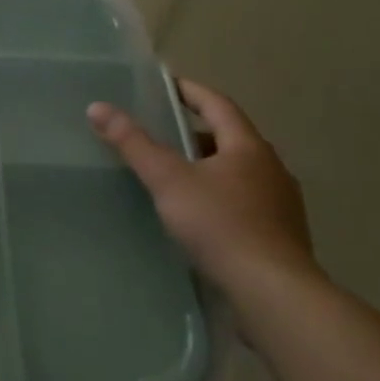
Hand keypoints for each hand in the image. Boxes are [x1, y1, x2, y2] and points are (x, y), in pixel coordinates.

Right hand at [87, 79, 317, 306]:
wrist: (275, 295)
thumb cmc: (221, 226)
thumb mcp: (168, 179)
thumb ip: (133, 143)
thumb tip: (98, 107)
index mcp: (249, 148)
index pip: (217, 104)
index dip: (190, 91)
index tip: (165, 85)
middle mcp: (271, 170)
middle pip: (230, 139)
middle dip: (196, 133)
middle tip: (161, 133)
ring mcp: (281, 206)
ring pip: (239, 173)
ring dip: (209, 168)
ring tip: (174, 176)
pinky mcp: (281, 238)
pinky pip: (245, 204)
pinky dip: (220, 198)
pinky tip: (198, 216)